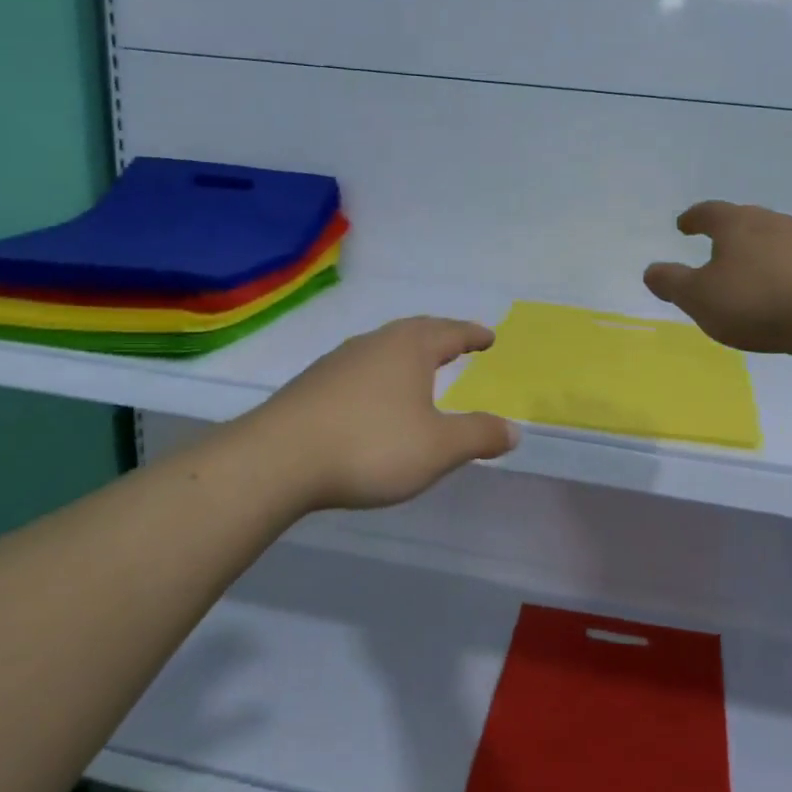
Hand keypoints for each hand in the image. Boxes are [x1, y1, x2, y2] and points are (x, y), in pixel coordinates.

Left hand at [256, 316, 519, 510]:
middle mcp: (374, 344)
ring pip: (383, 348)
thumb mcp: (438, 448)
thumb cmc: (371, 446)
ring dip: (406, 354)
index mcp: (409, 348)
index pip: (451, 333)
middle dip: (440, 337)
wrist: (278, 460)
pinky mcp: (312, 385)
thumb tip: (513, 430)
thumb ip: (479, 436)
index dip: (473, 335)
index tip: (489, 337)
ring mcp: (338, 362)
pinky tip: (374, 398)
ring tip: (419, 369)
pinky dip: (379, 375)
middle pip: (415, 331)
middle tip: (458, 344)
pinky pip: (359, 369)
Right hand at [643, 201, 791, 354]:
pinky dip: (778, 267)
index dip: (693, 218)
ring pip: (770, 237)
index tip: (683, 225)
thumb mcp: (699, 297)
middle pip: (742, 219)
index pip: (708, 212)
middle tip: (714, 245)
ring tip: (746, 269)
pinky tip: (777, 287)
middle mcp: (770, 221)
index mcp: (736, 223)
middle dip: (726, 231)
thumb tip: (651, 270)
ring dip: (755, 249)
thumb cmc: (755, 302)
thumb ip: (672, 282)